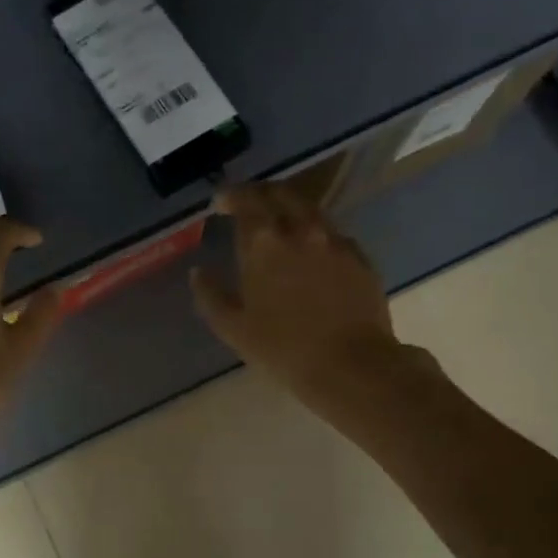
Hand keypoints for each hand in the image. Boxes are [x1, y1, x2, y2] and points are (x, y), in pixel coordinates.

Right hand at [191, 181, 429, 420]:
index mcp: (263, 243)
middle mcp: (300, 230)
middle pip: (279, 194)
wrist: (351, 365)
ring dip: (289, 207)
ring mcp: (334, 241)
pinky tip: (310, 247)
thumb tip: (198, 273)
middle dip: (259, 192)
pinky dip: (314, 230)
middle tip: (247, 202)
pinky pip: (332, 232)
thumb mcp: (233, 328)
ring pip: (309, 208)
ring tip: (278, 220)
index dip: (230, 197)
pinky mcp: (359, 257)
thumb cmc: (283, 348)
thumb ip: (210, 295)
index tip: (220, 202)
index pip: (245, 202)